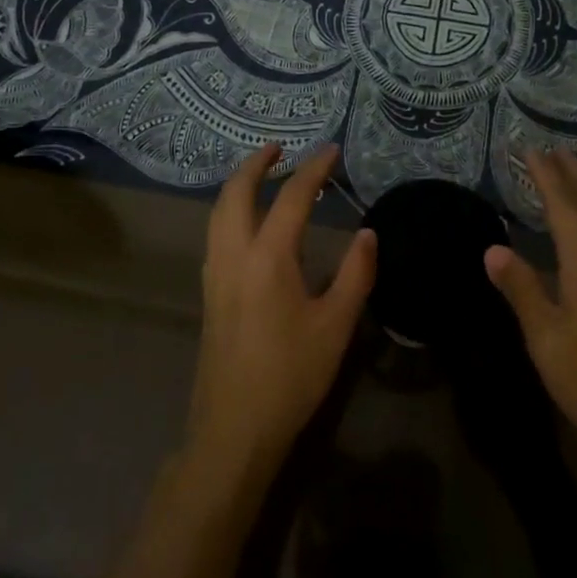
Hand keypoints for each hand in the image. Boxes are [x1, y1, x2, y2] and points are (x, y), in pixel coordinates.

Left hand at [186, 144, 375, 482]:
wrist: (234, 429)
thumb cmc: (290, 376)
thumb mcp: (336, 326)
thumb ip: (355, 274)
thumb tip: (367, 233)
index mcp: (269, 258)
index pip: (291, 197)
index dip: (313, 169)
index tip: (330, 151)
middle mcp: (234, 255)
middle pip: (236, 192)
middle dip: (255, 163)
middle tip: (279, 148)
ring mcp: (215, 273)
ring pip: (218, 211)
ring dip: (238, 184)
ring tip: (261, 174)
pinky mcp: (208, 292)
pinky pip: (215, 232)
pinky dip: (229, 209)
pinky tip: (245, 221)